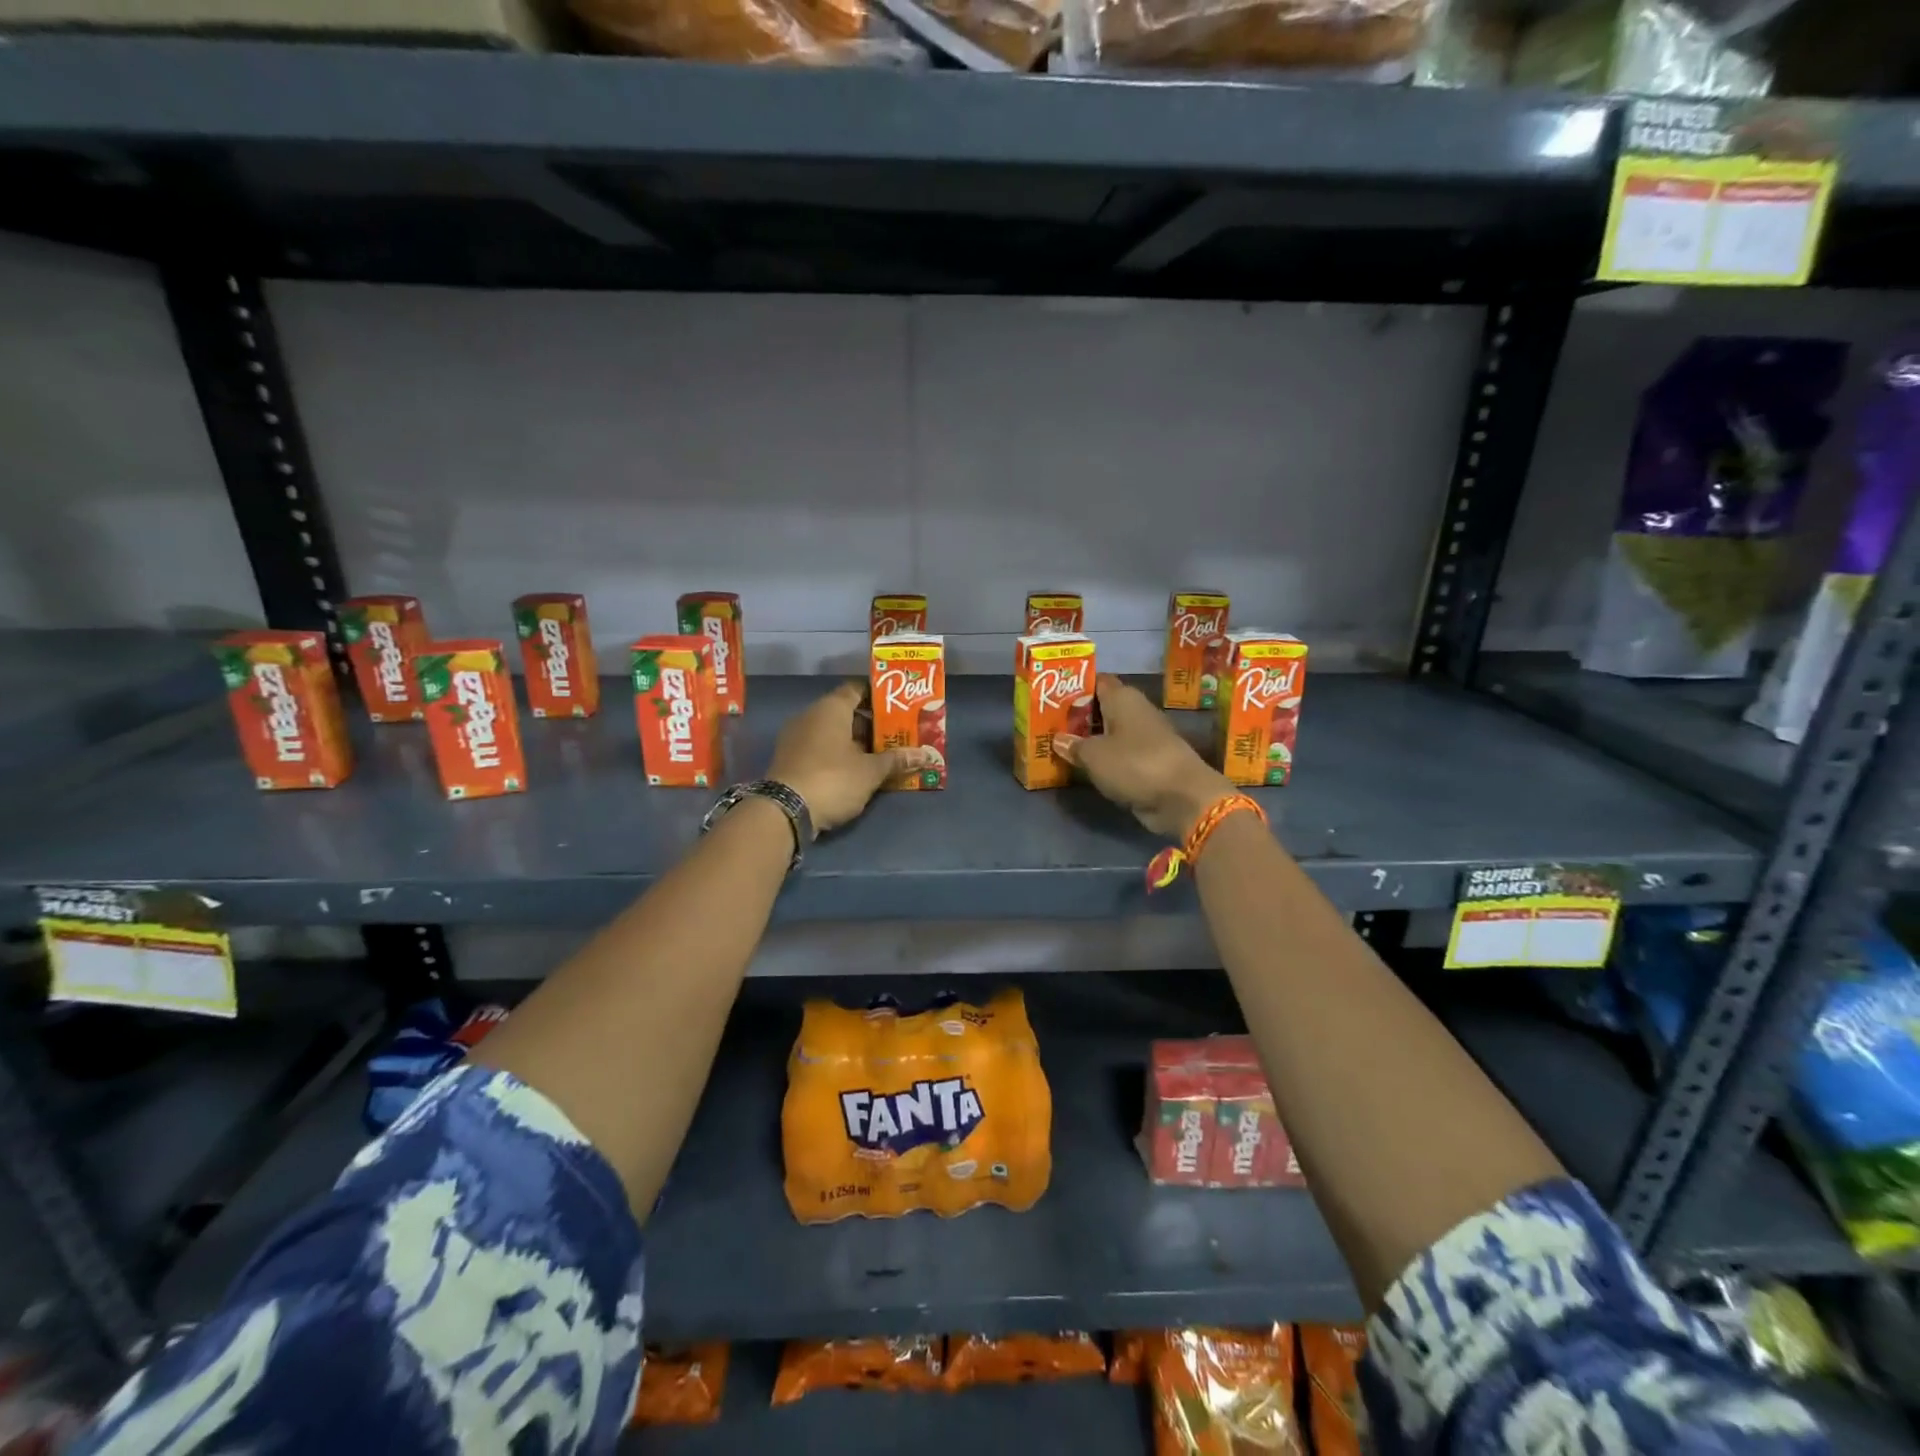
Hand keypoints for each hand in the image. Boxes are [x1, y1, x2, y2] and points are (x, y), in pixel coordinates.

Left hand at [769, 682, 927, 834]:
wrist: (785, 810)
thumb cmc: (833, 779)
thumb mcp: (871, 772)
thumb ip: (897, 760)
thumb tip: (925, 755)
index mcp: (831, 708)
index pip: (857, 689)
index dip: (878, 696)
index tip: (899, 707)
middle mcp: (811, 715)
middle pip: (846, 712)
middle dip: (871, 724)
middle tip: (897, 736)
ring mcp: (796, 737)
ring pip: (833, 732)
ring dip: (855, 742)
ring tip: (882, 756)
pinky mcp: (790, 758)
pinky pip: (820, 748)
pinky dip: (838, 754)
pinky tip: (857, 770)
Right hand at [1053, 675, 1234, 839]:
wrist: (1181, 797)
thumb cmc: (1134, 764)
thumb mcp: (1094, 755)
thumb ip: (1074, 745)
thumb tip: (1058, 739)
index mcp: (1123, 698)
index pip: (1096, 682)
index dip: (1075, 687)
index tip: (1051, 696)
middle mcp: (1135, 711)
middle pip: (1101, 708)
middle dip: (1078, 716)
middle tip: (1049, 725)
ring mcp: (1145, 738)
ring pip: (1109, 733)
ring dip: (1089, 740)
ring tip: (1060, 747)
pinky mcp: (1149, 762)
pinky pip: (1119, 755)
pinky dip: (1103, 760)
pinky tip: (1083, 767)